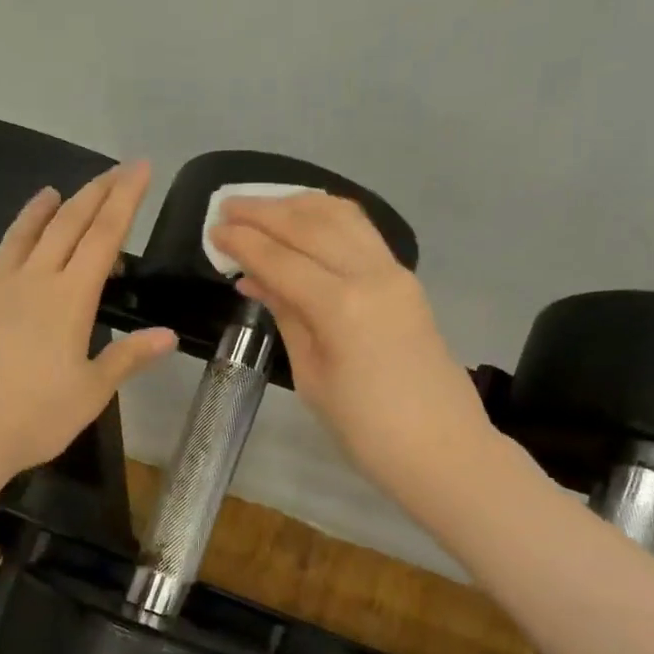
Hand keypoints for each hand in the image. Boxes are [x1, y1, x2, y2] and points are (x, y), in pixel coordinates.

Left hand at [0, 163, 176, 485]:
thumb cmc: (36, 417)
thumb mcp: (92, 392)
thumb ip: (128, 358)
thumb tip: (168, 335)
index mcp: (70, 300)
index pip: (104, 238)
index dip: (125, 200)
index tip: (140, 168)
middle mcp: (31, 282)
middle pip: (65, 228)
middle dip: (92, 196)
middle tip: (111, 172)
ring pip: (17, 238)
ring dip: (37, 212)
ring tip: (53, 192)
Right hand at [209, 193, 497, 508]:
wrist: (441, 447)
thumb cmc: (365, 430)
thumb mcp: (312, 377)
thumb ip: (288, 317)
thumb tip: (257, 279)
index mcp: (341, 308)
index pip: (282, 259)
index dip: (243, 242)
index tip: (212, 228)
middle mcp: (371, 276)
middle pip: (311, 225)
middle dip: (264, 211)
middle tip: (227, 206)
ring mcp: (395, 273)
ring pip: (342, 217)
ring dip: (298, 206)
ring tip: (262, 207)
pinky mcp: (406, 280)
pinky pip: (362, 233)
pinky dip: (328, 219)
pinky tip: (305, 222)